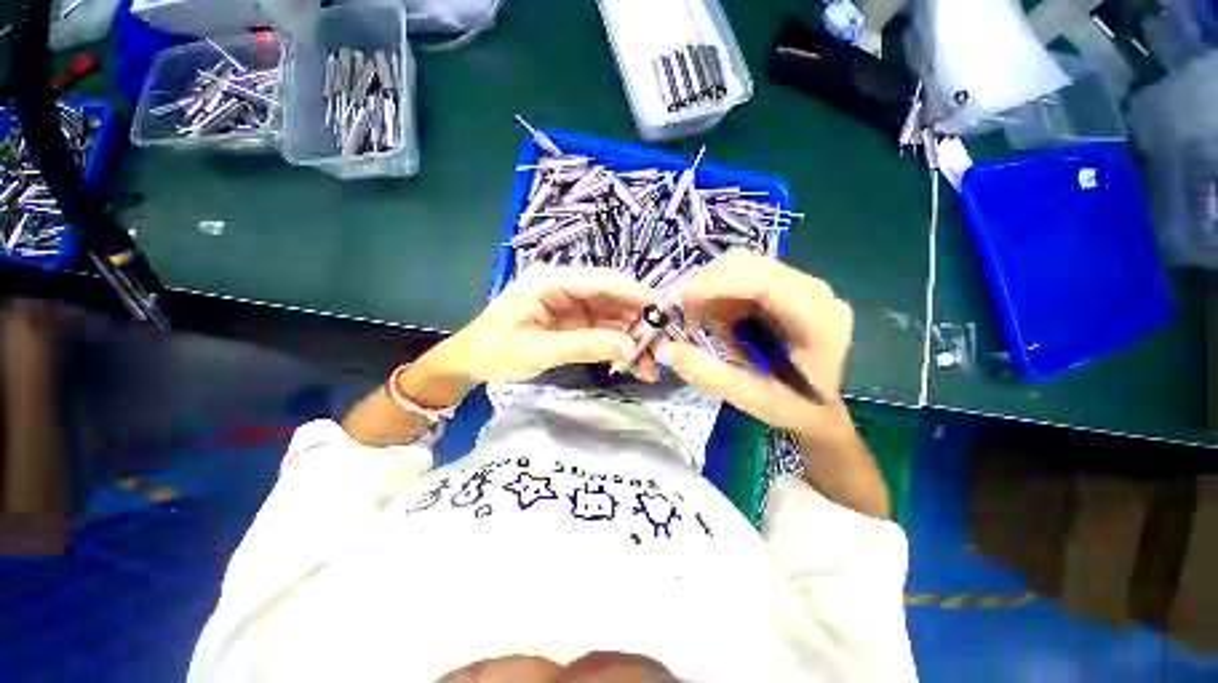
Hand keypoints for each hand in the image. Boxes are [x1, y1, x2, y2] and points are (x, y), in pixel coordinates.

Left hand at [453, 265, 653, 383]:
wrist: (469, 361)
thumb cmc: (495, 351)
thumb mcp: (539, 350)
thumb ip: (585, 346)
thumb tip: (631, 348)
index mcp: (551, 281)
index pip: (602, 280)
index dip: (635, 294)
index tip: (663, 314)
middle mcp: (565, 286)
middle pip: (612, 297)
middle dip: (637, 322)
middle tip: (659, 349)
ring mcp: (570, 304)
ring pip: (611, 315)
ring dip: (631, 336)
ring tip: (649, 363)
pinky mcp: (572, 320)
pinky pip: (602, 328)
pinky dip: (618, 343)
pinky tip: (631, 360)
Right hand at [654, 251, 854, 439]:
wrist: (821, 407)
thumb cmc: (793, 407)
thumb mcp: (748, 398)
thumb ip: (707, 374)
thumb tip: (663, 349)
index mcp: (819, 320)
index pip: (764, 282)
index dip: (717, 283)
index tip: (678, 297)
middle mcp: (816, 293)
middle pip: (753, 266)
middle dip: (709, 285)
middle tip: (683, 313)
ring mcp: (803, 288)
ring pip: (746, 269)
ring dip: (714, 292)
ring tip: (703, 325)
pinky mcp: (789, 290)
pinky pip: (746, 279)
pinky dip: (722, 297)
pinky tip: (719, 323)